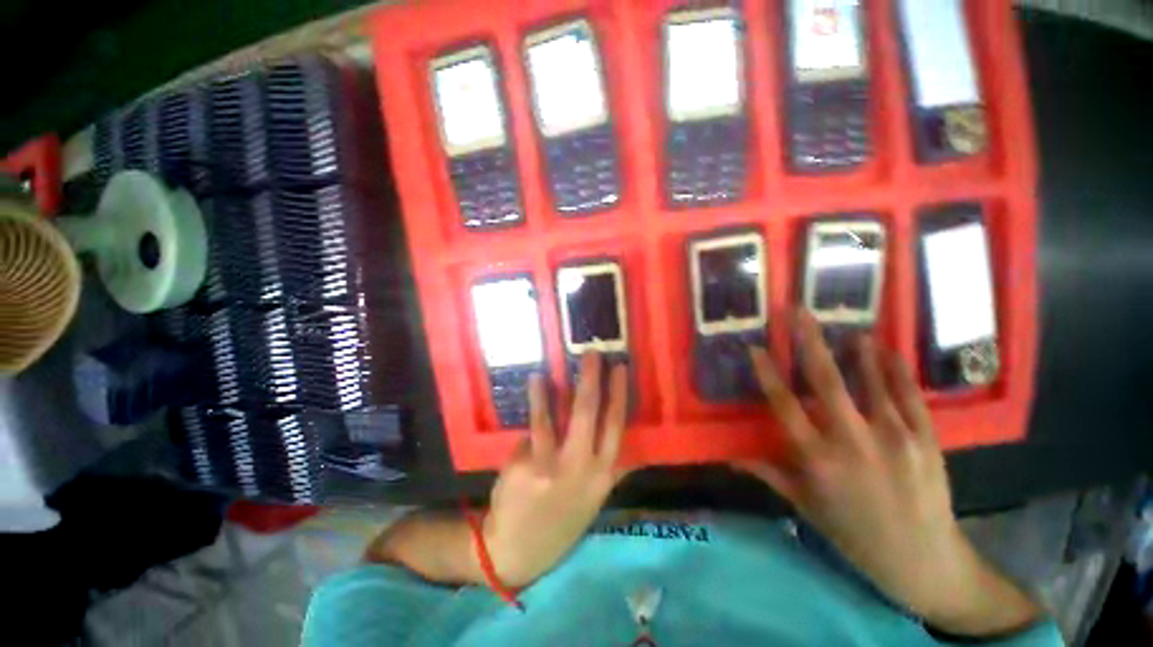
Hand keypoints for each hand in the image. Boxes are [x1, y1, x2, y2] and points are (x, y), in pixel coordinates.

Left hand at [484, 353, 628, 587]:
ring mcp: (550, 468)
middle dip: (591, 379)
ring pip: (553, 418)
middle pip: (589, 414)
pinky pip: (532, 431)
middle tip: (591, 353)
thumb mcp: (594, 497)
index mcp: (602, 475)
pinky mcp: (524, 467)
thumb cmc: (563, 518)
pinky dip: (536, 404)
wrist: (521, 549)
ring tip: (548, 369)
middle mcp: (580, 469)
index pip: (616, 426)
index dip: (619, 394)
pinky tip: (536, 384)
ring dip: (552, 389)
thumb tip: (637, 448)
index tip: (620, 368)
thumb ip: (613, 470)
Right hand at [737, 310, 1039, 637]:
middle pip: (825, 381)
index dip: (767, 373)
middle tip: (799, 311)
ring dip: (854, 349)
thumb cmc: (854, 533)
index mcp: (817, 458)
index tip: (755, 347)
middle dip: (809, 341)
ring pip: (869, 381)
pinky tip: (885, 349)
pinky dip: (894, 369)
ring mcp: (894, 436)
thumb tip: (729, 459)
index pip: (784, 405)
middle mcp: (852, 440)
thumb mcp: (805, 506)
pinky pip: (907, 395)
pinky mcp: (926, 438)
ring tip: (844, 324)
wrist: (923, 560)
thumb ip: (768, 474)